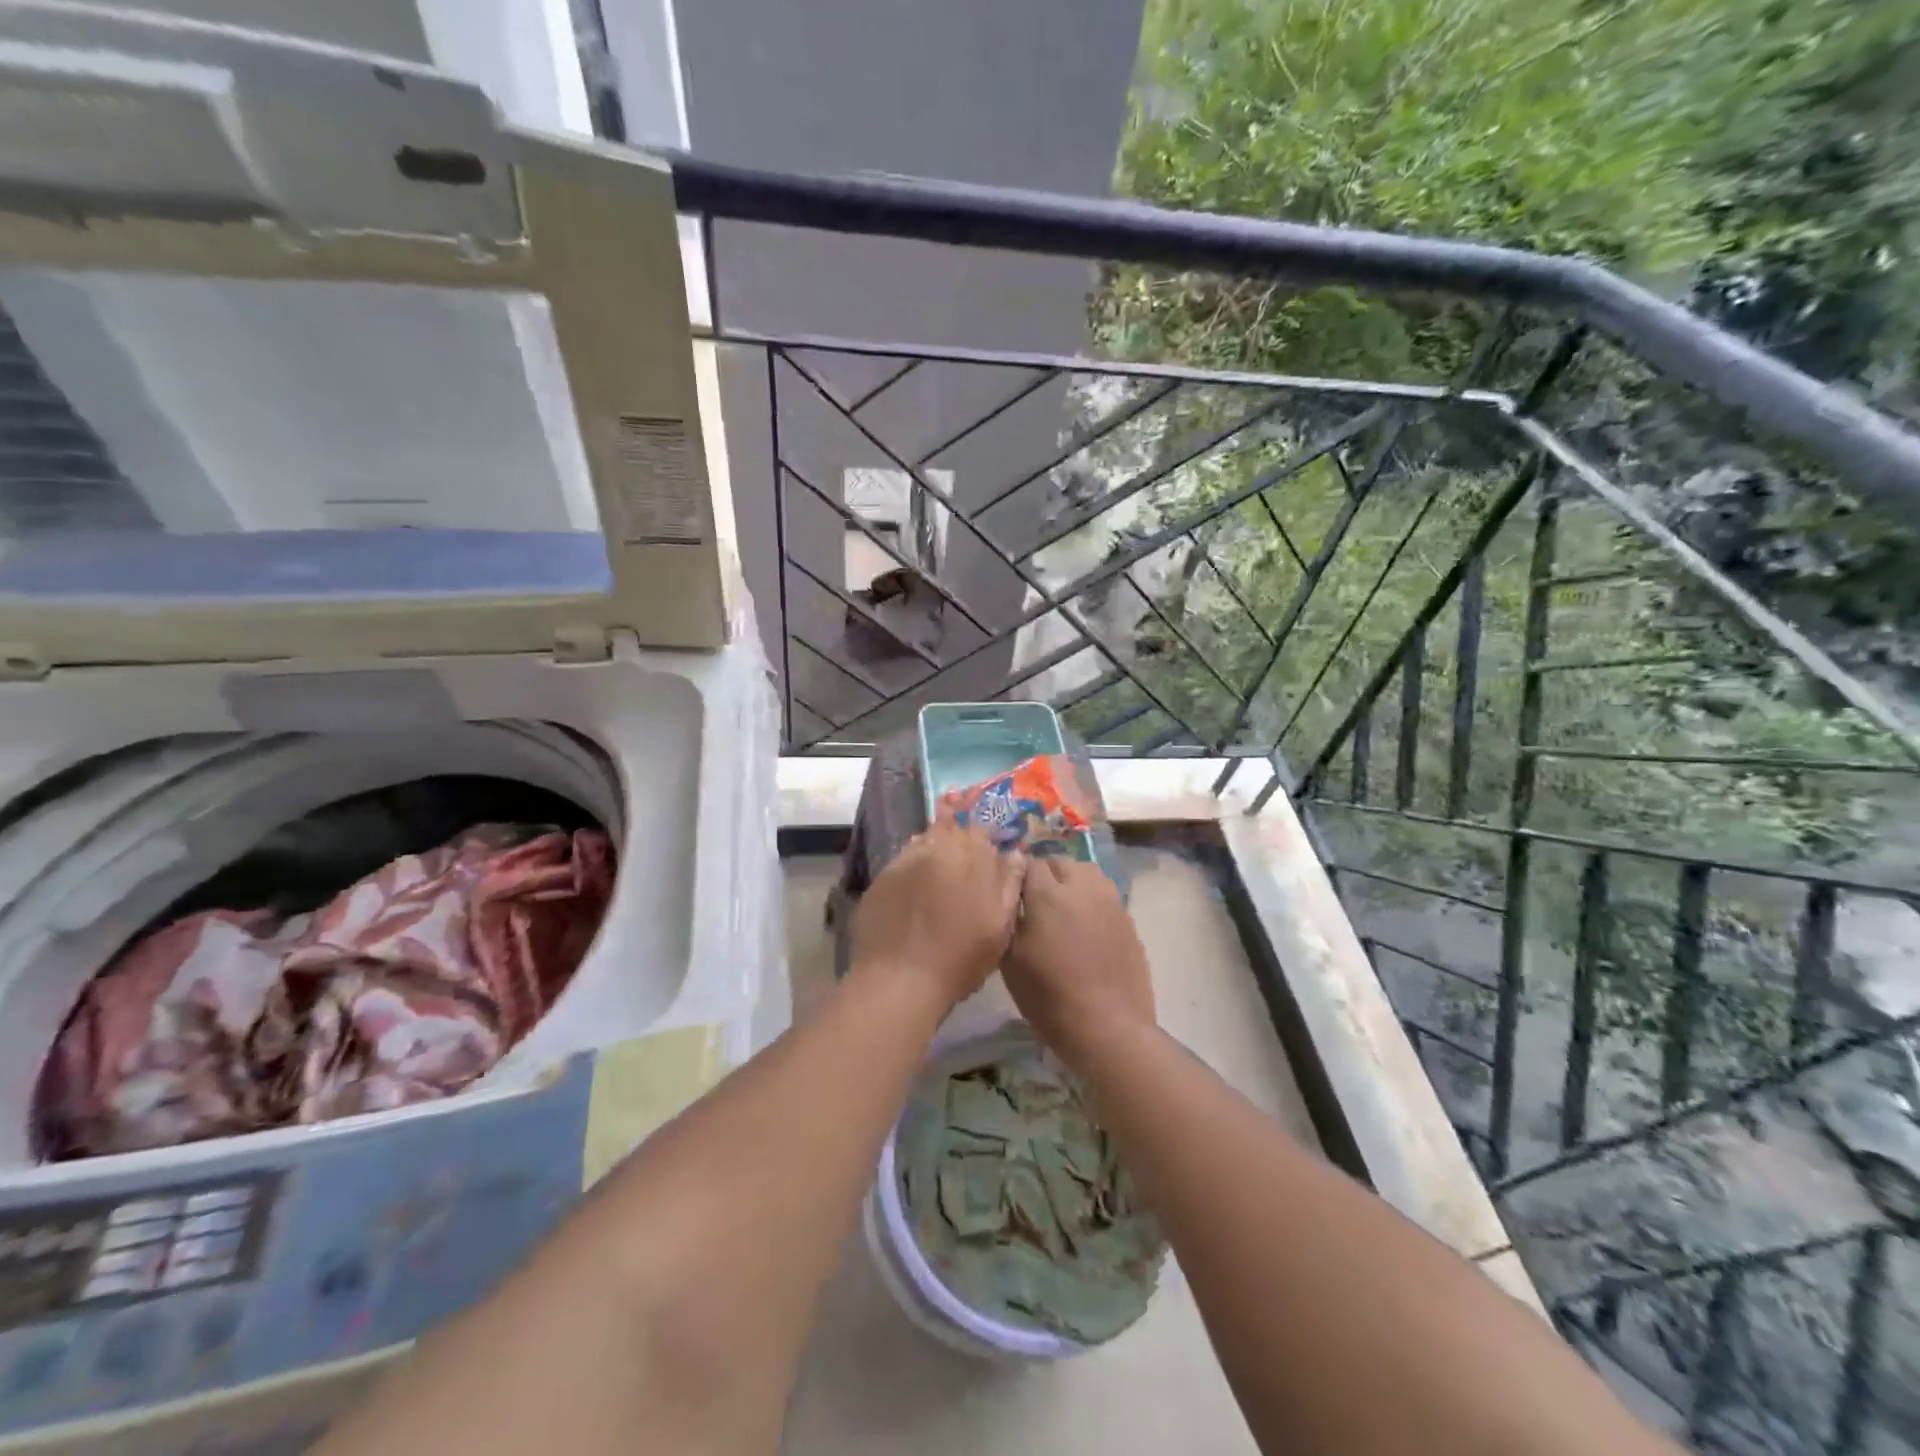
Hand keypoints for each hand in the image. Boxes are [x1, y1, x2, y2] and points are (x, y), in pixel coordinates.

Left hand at [849, 822, 1025, 1009]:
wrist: (900, 980)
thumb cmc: (960, 958)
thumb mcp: (1000, 926)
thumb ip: (1010, 884)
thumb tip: (1015, 855)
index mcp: (971, 856)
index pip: (980, 832)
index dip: (983, 846)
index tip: (985, 865)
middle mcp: (936, 848)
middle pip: (949, 831)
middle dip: (956, 846)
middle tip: (959, 875)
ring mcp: (904, 860)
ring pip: (923, 844)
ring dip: (932, 856)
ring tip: (934, 884)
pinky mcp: (881, 877)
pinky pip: (900, 864)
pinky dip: (909, 874)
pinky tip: (911, 897)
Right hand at [1003, 857, 1154, 1065]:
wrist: (1109, 1028)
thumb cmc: (1050, 998)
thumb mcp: (1011, 962)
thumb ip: (1009, 920)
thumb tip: (1010, 899)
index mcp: (1047, 895)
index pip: (1028, 863)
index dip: (1017, 876)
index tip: (1011, 894)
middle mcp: (1081, 887)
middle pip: (1060, 862)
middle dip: (1045, 874)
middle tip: (1035, 902)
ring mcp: (1110, 901)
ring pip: (1087, 873)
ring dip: (1072, 882)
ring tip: (1063, 909)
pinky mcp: (1128, 919)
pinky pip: (1105, 895)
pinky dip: (1091, 901)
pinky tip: (1085, 928)